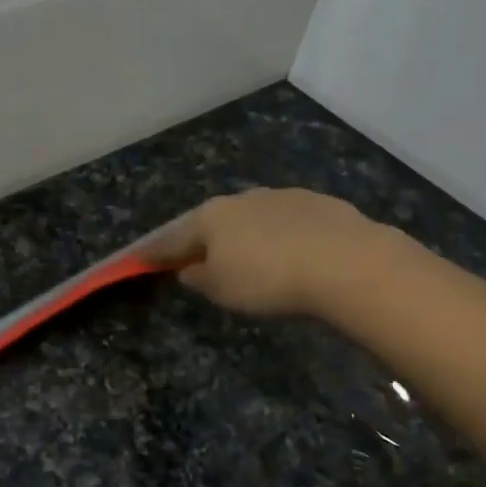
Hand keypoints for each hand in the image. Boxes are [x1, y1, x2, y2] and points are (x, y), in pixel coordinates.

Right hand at [144, 188, 387, 317]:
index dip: (155, 251)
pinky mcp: (319, 203)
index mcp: (211, 217)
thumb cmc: (268, 279)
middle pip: (212, 221)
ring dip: (242, 235)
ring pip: (251, 217)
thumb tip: (189, 268)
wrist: (346, 262)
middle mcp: (243, 198)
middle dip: (202, 239)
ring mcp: (283, 196)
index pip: (173, 237)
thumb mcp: (222, 289)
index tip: (139, 259)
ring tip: (245, 256)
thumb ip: (200, 278)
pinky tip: (287, 252)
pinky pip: (285, 222)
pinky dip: (277, 236)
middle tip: (195, 257)